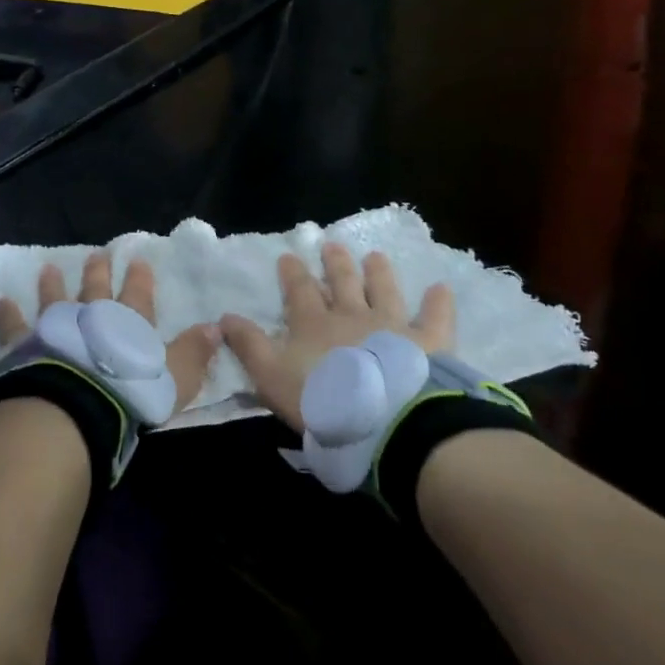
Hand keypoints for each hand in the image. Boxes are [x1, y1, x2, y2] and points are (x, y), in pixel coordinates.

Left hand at [0, 254, 219, 418]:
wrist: (76, 407)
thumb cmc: (131, 393)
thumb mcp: (175, 377)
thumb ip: (193, 353)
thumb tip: (215, 327)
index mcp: (128, 325)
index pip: (138, 295)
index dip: (139, 278)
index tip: (138, 259)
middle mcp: (91, 318)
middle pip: (95, 290)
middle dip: (98, 272)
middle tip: (97, 254)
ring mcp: (55, 327)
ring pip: (55, 299)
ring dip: (53, 285)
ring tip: (49, 267)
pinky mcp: (24, 344)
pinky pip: (13, 325)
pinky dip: (7, 313)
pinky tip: (1, 301)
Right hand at [220, 244, 454, 432]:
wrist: (384, 419)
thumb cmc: (322, 399)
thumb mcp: (271, 376)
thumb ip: (249, 346)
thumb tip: (224, 316)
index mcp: (314, 323)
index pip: (300, 291)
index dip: (292, 274)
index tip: (288, 256)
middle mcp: (352, 315)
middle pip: (342, 283)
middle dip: (335, 263)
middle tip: (332, 245)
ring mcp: (392, 325)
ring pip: (384, 290)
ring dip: (378, 273)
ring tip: (375, 256)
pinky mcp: (428, 342)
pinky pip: (435, 317)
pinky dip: (438, 302)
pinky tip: (441, 288)